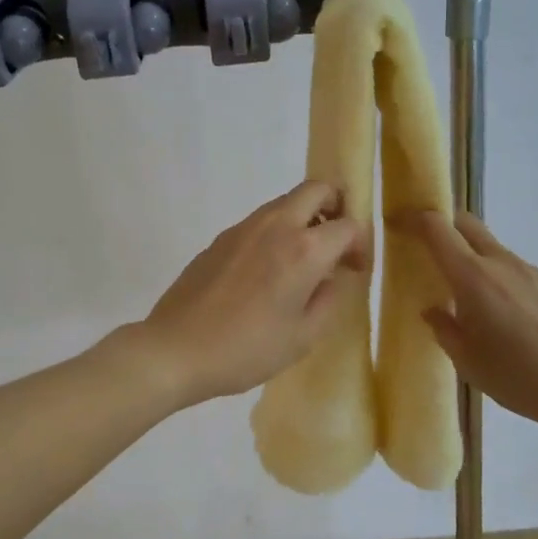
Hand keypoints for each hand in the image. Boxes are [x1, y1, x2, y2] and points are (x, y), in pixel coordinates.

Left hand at [135, 181, 367, 406]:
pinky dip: (276, 232)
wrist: (177, 349)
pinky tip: (267, 273)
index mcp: (303, 249)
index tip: (355, 269)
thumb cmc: (247, 349)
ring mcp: (244, 227)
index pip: (348, 225)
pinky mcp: (221, 238)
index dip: (360, 245)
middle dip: (335, 206)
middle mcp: (276, 226)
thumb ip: (329, 299)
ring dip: (304, 218)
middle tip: (335, 242)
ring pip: (285, 202)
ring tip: (302, 261)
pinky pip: (260, 221)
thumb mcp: (303, 337)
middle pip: (316, 189)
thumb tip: (333, 276)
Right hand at [391, 209, 537, 438]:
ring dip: (470, 256)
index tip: (397, 222)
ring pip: (491, 248)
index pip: (437, 229)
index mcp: (473, 278)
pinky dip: (496, 277)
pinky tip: (502, 315)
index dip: (414, 219)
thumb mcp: (469, 363)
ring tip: (464, 295)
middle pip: (466, 224)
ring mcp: (530, 271)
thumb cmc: (522, 377)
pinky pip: (513, 269)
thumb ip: (445, 330)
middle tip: (425, 246)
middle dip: (442, 224)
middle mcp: (501, 263)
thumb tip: (433, 310)